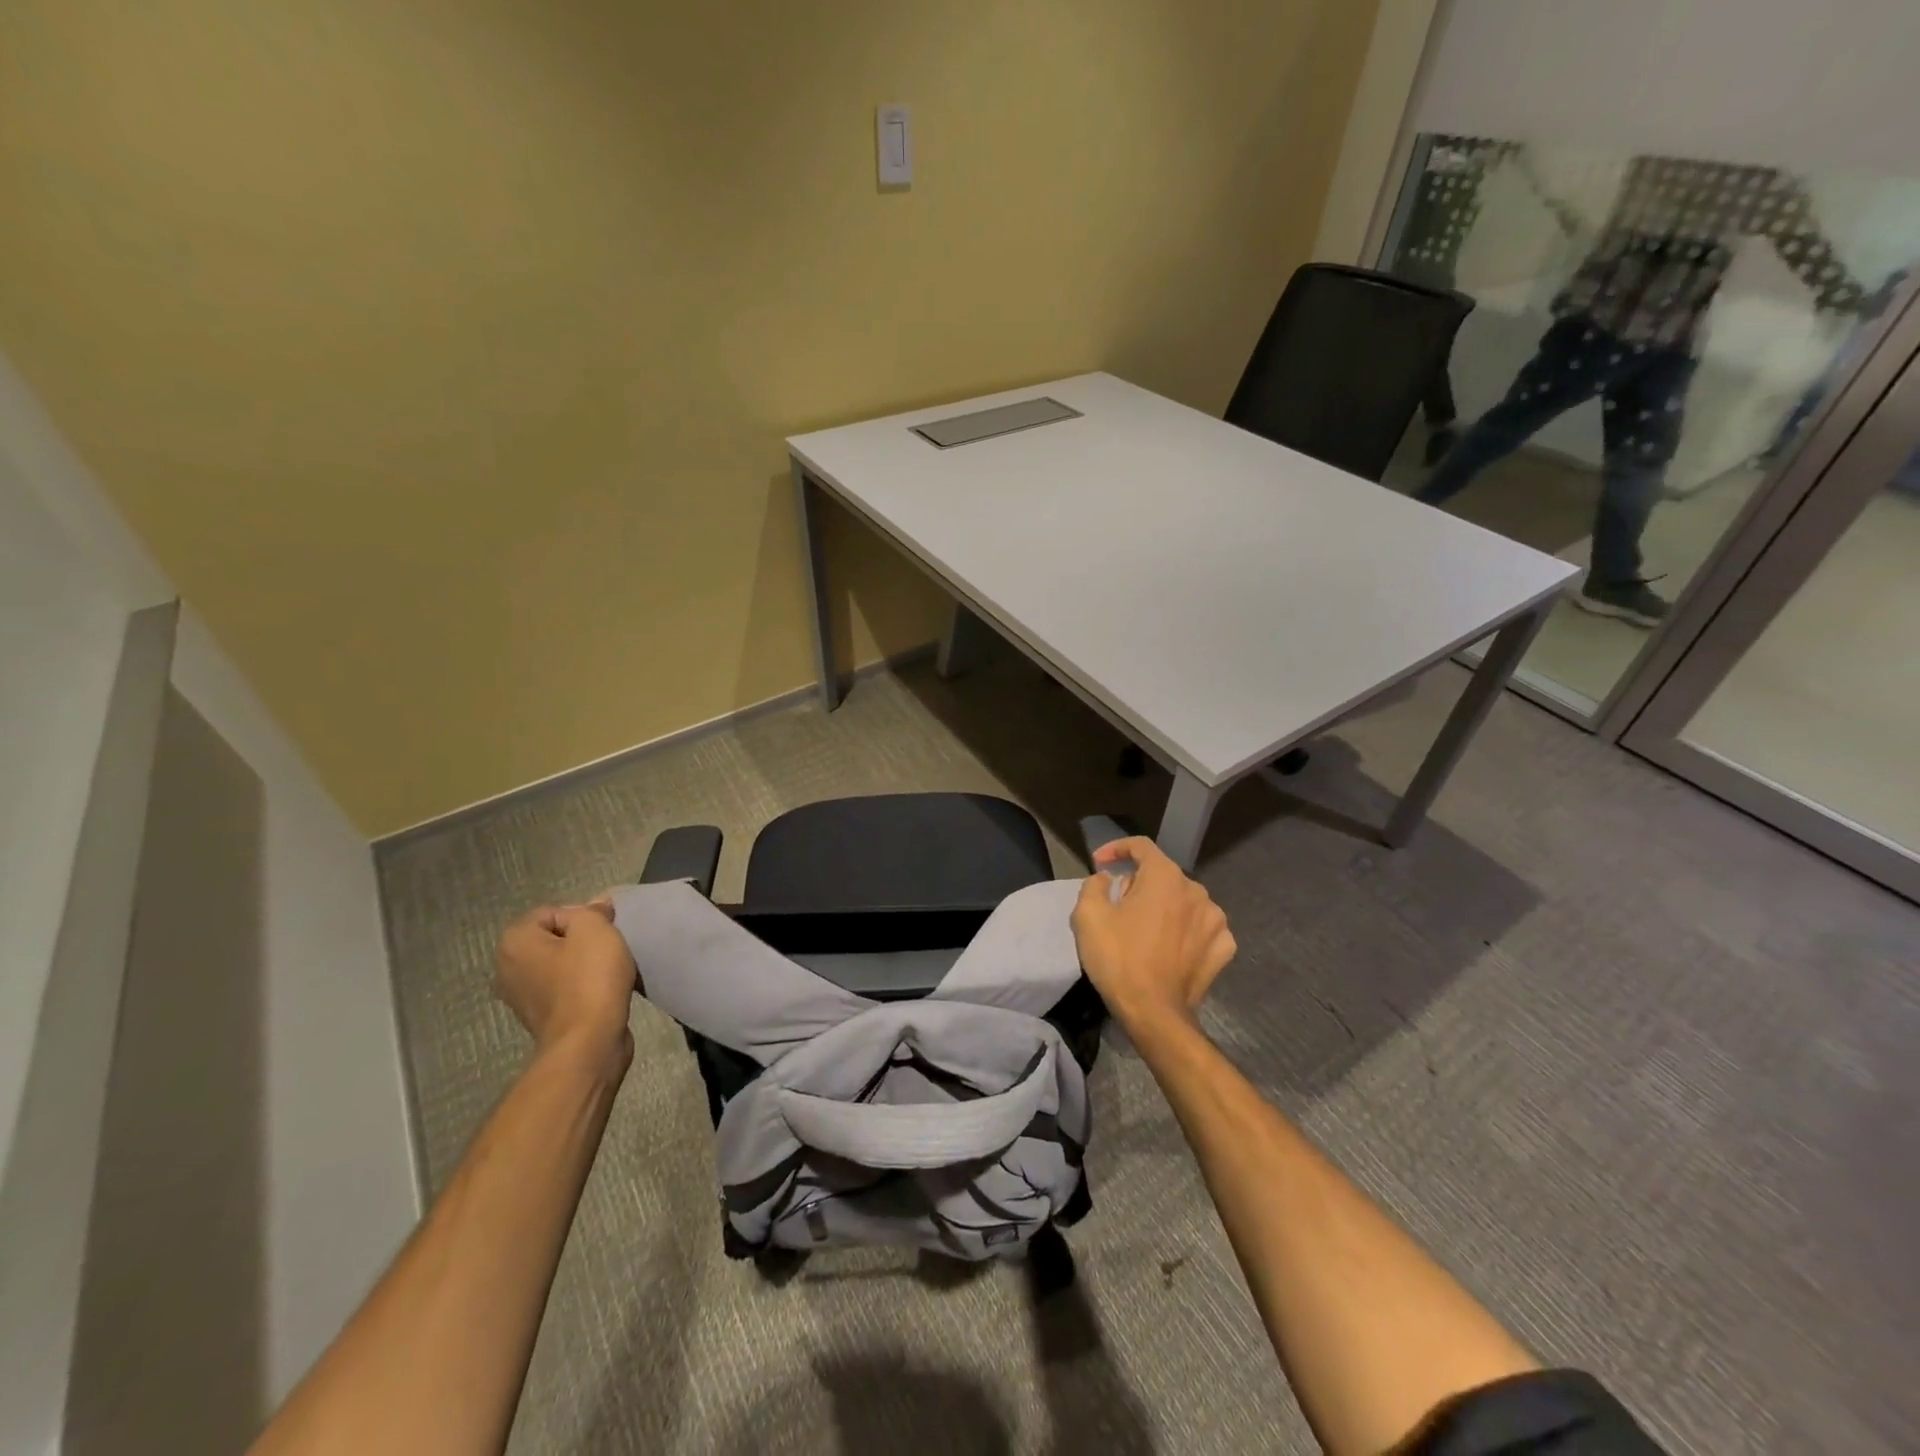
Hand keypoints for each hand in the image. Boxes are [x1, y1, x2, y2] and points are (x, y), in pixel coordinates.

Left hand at [494, 900, 636, 1068]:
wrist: (588, 1041)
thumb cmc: (589, 978)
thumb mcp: (595, 929)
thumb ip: (593, 911)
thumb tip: (596, 907)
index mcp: (514, 942)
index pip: (553, 912)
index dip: (584, 917)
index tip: (604, 932)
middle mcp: (507, 968)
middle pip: (555, 938)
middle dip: (582, 940)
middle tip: (609, 948)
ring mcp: (520, 996)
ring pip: (560, 964)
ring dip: (584, 964)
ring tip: (608, 971)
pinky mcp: (539, 1018)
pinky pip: (563, 988)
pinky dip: (582, 987)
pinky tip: (602, 991)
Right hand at [1070, 837, 1235, 1030]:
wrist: (1154, 1013)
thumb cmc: (1118, 959)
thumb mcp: (1087, 915)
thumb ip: (1094, 885)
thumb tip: (1107, 879)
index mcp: (1165, 877)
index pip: (1141, 846)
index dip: (1116, 849)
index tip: (1099, 863)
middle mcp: (1197, 891)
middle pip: (1161, 875)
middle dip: (1137, 885)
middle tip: (1116, 908)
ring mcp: (1216, 921)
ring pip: (1182, 902)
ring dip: (1163, 908)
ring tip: (1143, 932)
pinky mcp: (1224, 948)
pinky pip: (1200, 928)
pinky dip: (1184, 931)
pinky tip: (1170, 948)